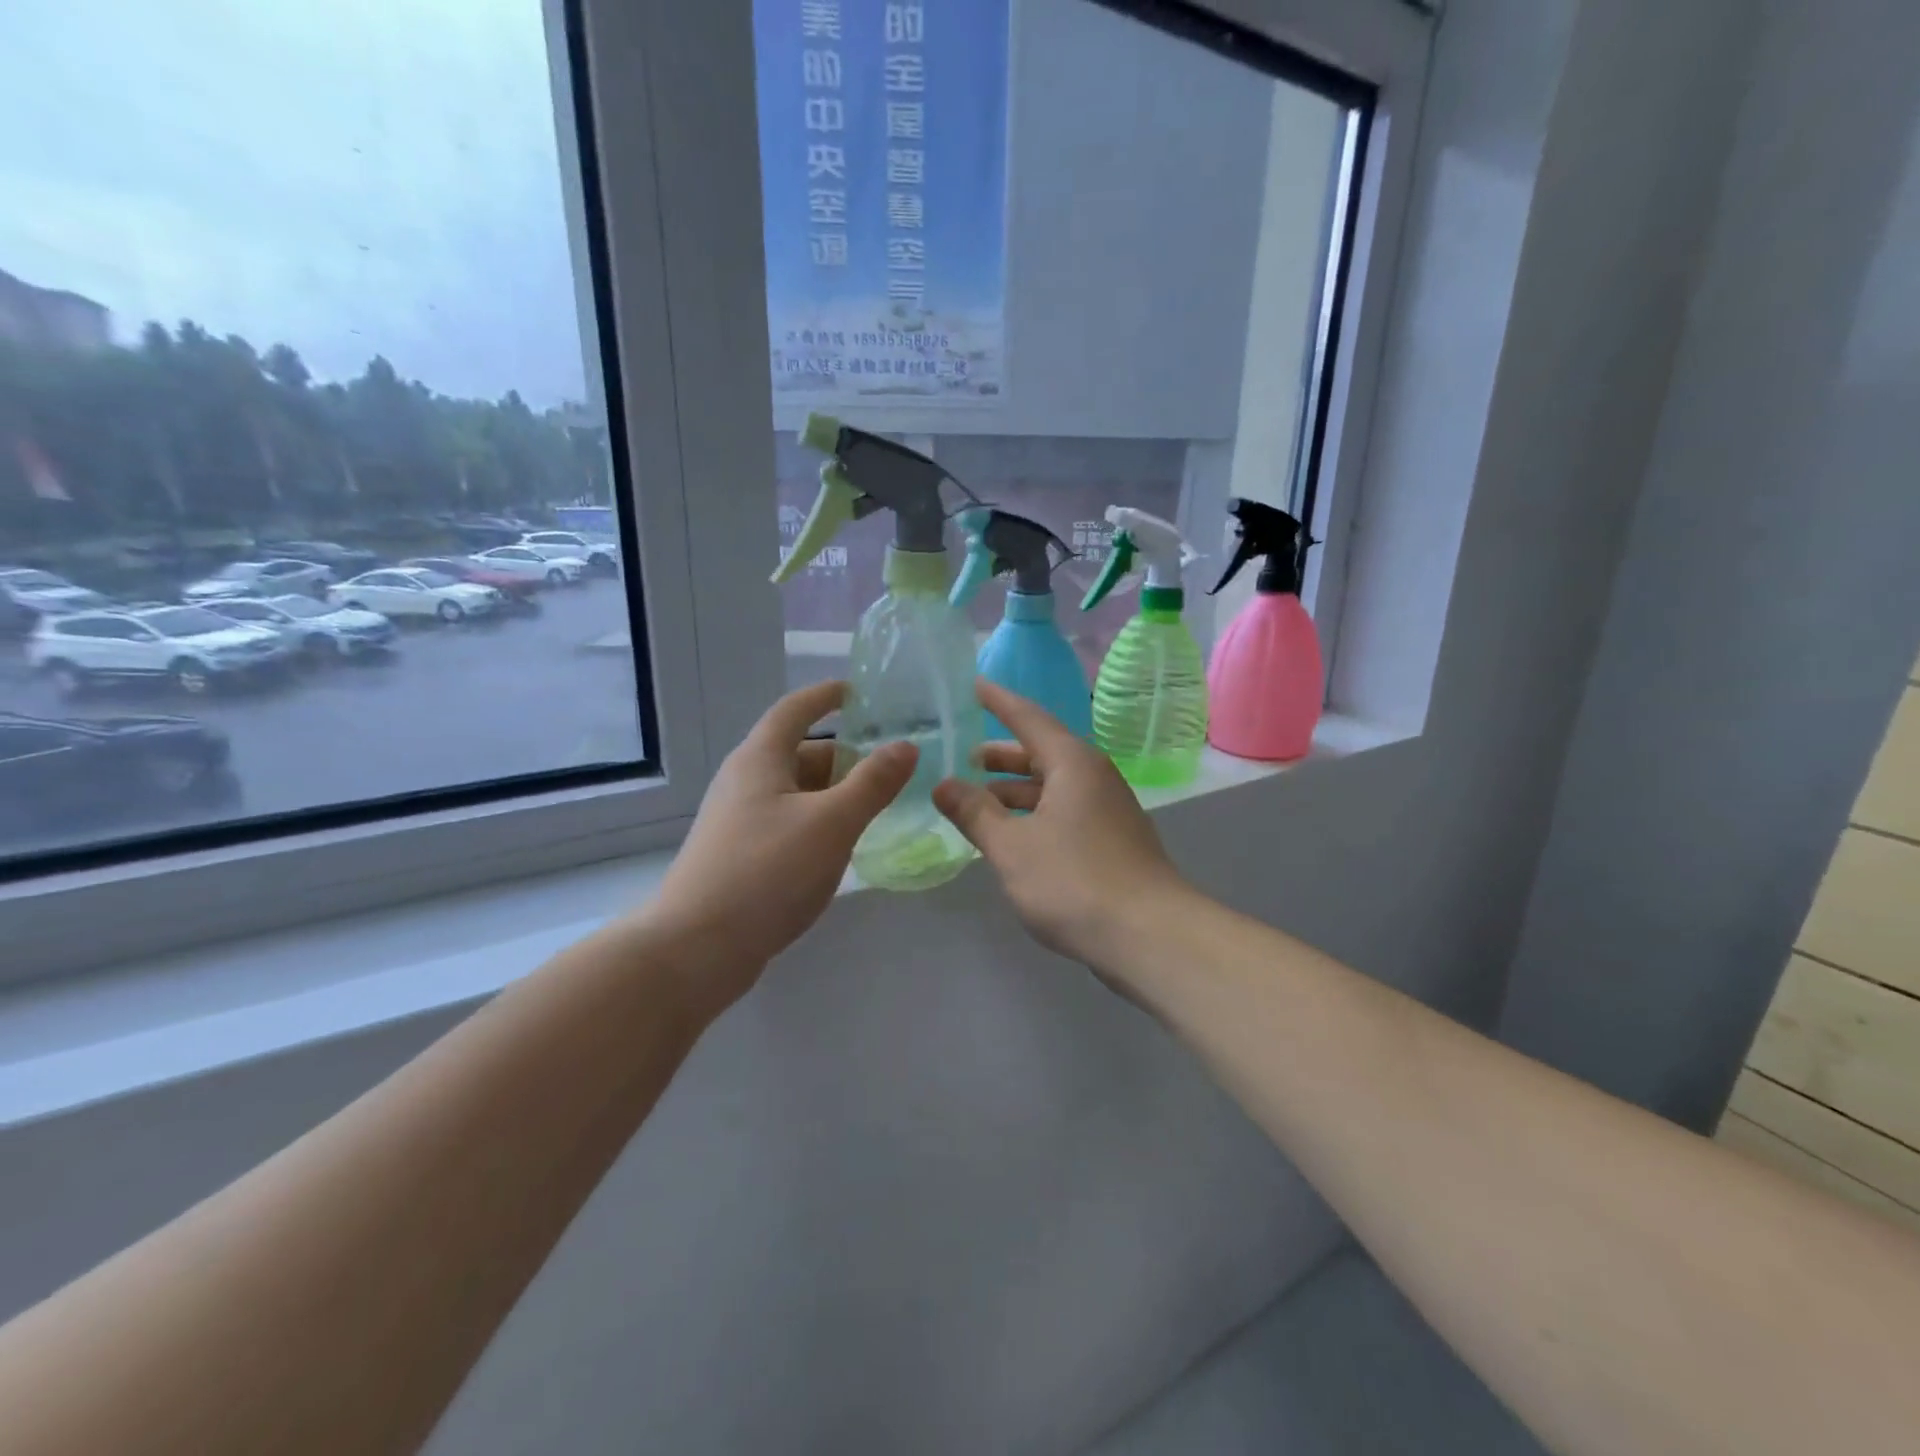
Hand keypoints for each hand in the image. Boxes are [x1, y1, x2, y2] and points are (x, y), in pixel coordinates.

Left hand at [652, 681, 915, 997]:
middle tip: (891, 768)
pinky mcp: (741, 855)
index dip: (827, 696)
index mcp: (760, 759)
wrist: (696, 948)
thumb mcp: (832, 822)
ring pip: (796, 793)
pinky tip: (843, 847)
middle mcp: (745, 781)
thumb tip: (906, 746)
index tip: (860, 692)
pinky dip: (819, 823)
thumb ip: (873, 783)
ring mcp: (739, 821)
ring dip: (835, 794)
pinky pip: (789, 823)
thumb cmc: (767, 871)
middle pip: (800, 753)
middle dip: (845, 756)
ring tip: (878, 808)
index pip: (795, 710)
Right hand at [932, 680, 1188, 965]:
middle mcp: (1094, 776)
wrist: (1150, 935)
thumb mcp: (1012, 847)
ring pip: (1053, 786)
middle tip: (965, 756)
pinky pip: (1065, 811)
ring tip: (979, 801)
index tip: (974, 683)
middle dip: (1002, 754)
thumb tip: (944, 784)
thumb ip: (975, 813)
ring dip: (1016, 790)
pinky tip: (1013, 836)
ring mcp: (1108, 809)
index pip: (1028, 718)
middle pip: (1042, 752)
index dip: (998, 701)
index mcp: (1072, 763)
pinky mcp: (1113, 840)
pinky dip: (1034, 814)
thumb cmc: (1074, 881)